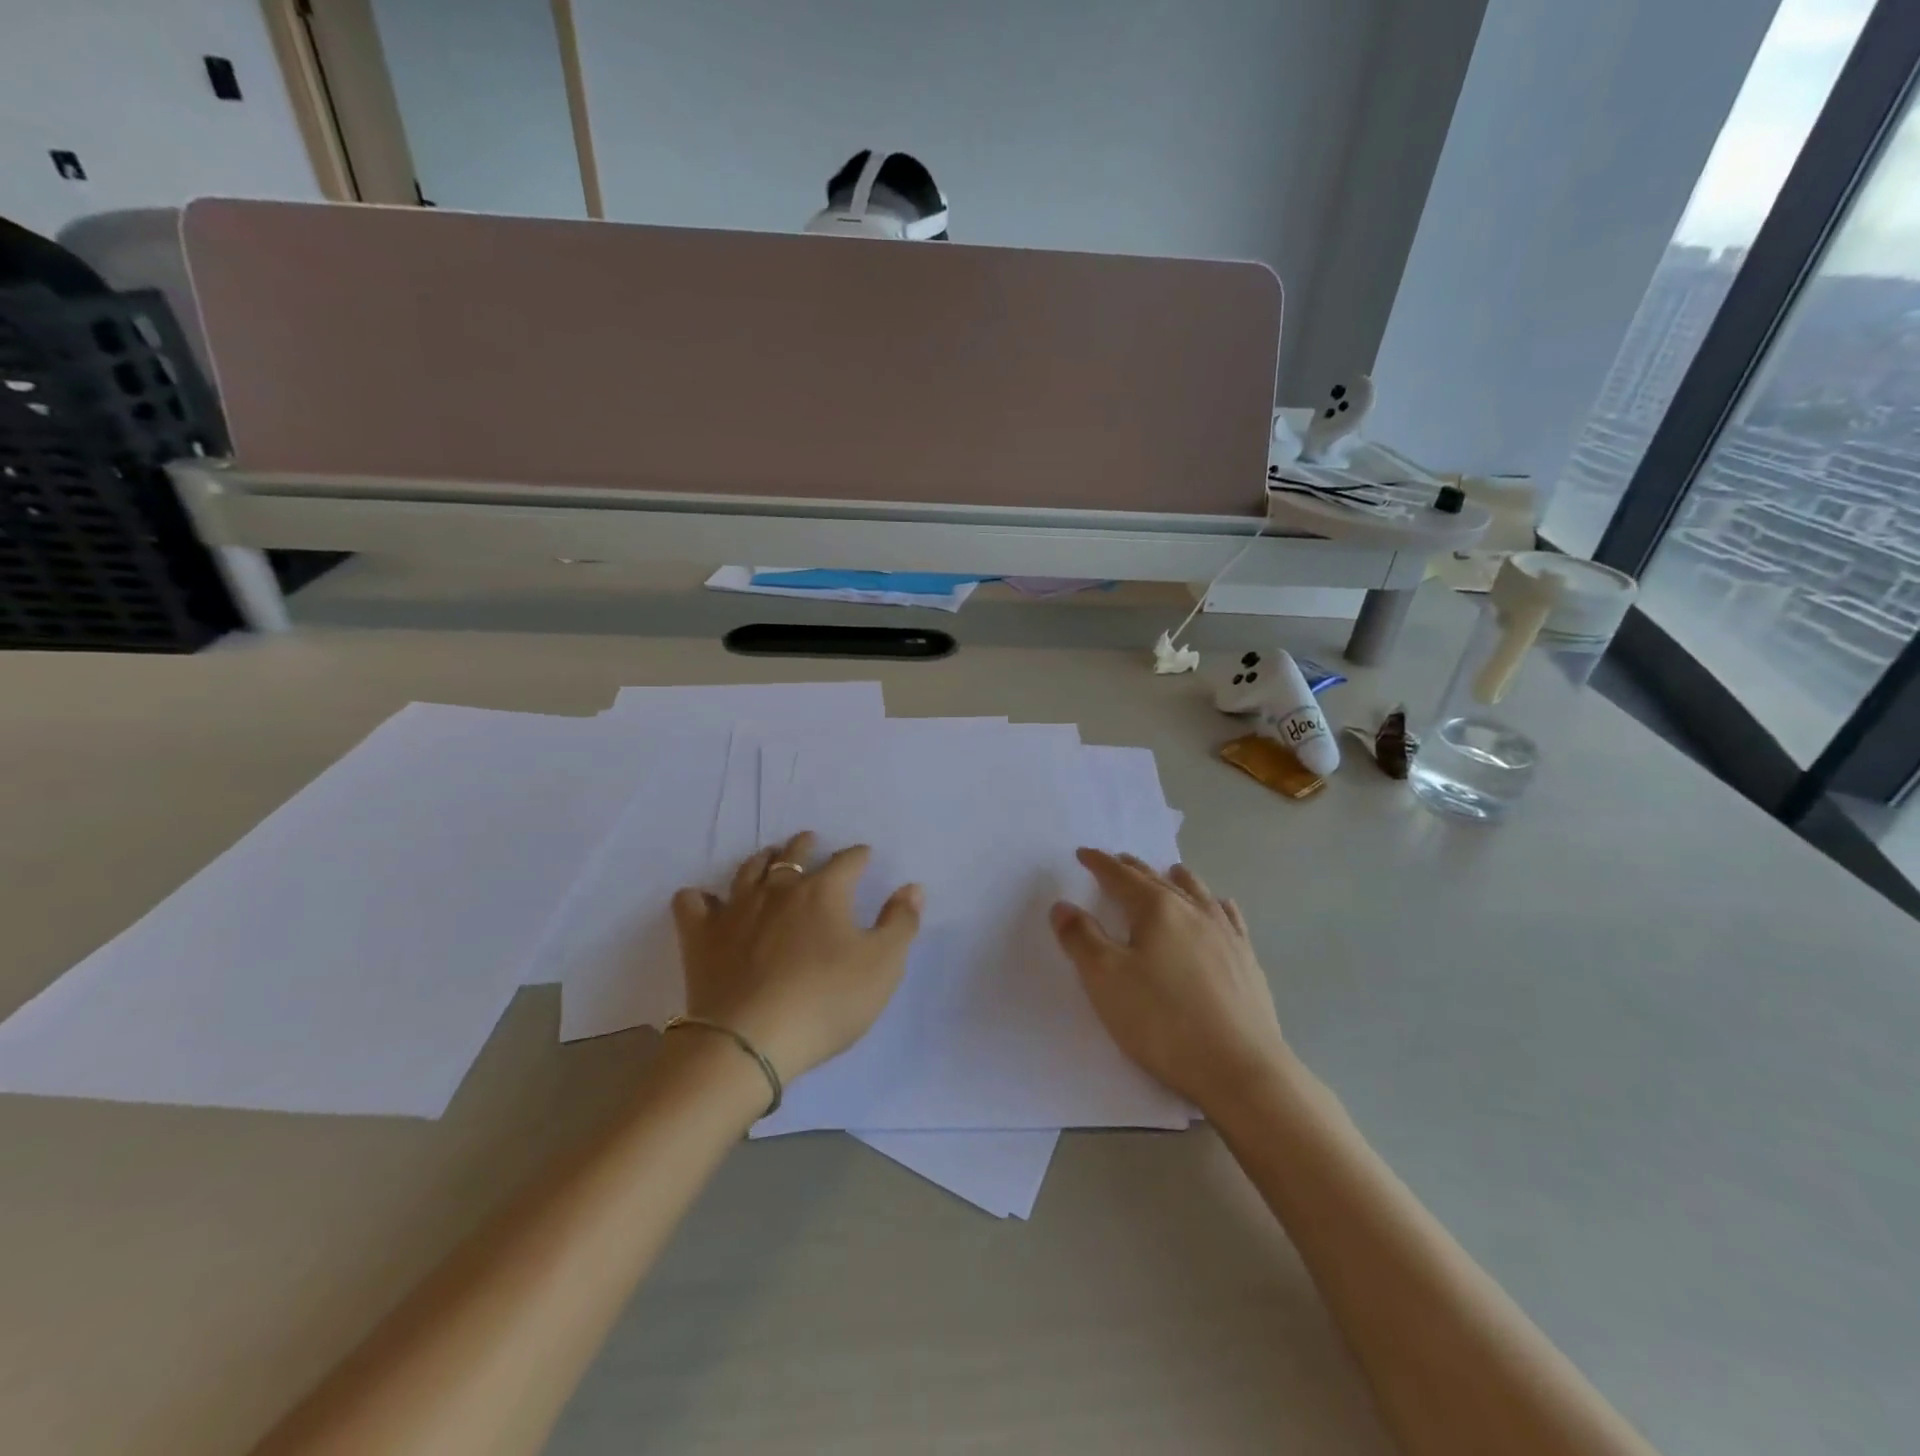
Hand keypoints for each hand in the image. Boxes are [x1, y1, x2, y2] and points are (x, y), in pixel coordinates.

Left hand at [671, 832, 923, 1082]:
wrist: (749, 1041)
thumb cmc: (826, 1001)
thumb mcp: (882, 966)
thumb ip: (901, 923)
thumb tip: (913, 887)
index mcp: (824, 891)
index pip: (847, 861)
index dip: (859, 856)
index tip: (864, 856)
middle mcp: (779, 889)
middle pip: (794, 853)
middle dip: (807, 845)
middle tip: (812, 844)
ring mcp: (735, 909)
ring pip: (748, 870)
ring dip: (762, 860)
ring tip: (769, 859)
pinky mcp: (701, 936)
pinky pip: (692, 903)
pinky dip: (700, 898)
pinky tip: (706, 902)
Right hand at [1050, 849, 1287, 1113]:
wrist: (1239, 1069)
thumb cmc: (1163, 1021)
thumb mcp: (1105, 979)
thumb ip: (1081, 938)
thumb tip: (1063, 905)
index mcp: (1157, 910)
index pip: (1120, 877)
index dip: (1099, 864)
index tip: (1084, 853)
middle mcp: (1193, 911)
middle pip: (1157, 881)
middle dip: (1133, 868)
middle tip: (1117, 860)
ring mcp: (1225, 935)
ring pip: (1197, 893)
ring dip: (1177, 879)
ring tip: (1171, 870)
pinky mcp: (1247, 961)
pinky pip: (1230, 918)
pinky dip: (1218, 904)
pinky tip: (1221, 906)